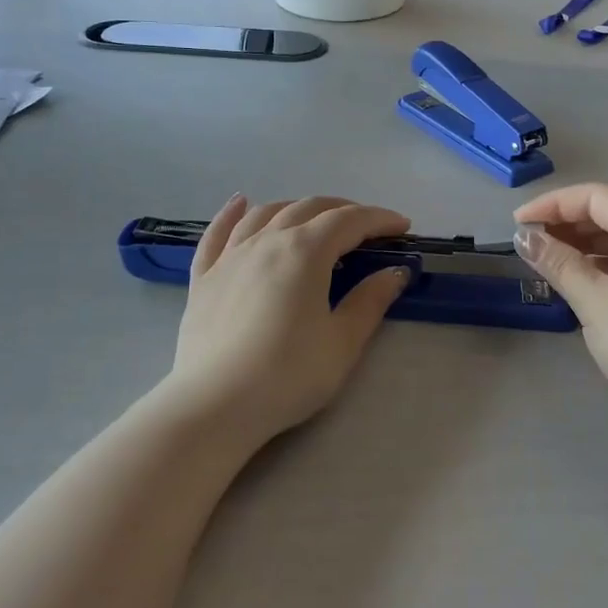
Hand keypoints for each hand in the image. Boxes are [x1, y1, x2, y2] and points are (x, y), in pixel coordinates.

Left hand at [162, 194, 412, 445]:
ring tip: (314, 218)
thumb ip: (370, 301)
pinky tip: (240, 202)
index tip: (402, 227)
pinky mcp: (205, 276)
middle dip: (343, 210)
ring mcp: (230, 256)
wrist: (215, 404)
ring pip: (266, 213)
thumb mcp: (342, 342)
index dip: (379, 219)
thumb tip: (395, 272)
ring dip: (297, 208)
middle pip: (309, 208)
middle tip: (366, 228)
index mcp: (305, 251)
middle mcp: (267, 240)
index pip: (349, 221)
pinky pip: (217, 233)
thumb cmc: (288, 374)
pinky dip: (232, 213)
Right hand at [513, 183, 607, 428]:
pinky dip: (605, 268)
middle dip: (568, 223)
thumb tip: (524, 237)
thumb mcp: (595, 302)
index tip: (519, 224)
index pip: (596, 196)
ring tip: (551, 265)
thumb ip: (558, 263)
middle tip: (531, 244)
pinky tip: (585, 288)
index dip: (553, 204)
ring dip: (585, 247)